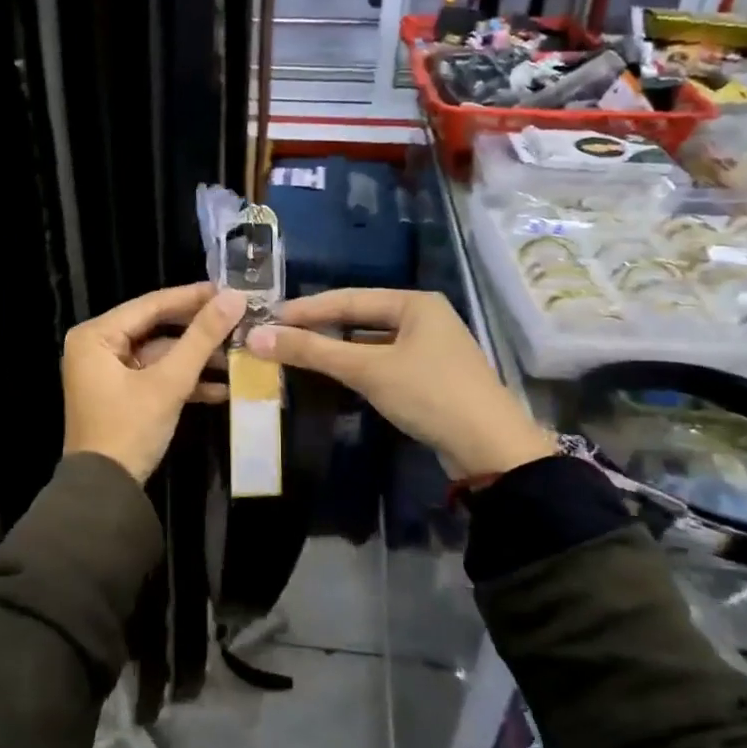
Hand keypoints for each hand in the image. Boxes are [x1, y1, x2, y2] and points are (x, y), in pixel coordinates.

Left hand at [62, 283, 246, 484]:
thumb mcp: (168, 382)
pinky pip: (156, 376)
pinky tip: (223, 387)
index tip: (230, 291)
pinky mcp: (122, 394)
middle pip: (157, 328)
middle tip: (239, 320)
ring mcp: (108, 372)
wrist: (105, 493)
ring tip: (239, 356)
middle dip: (199, 331)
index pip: (151, 305)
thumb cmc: (129, 429)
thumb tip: (234, 297)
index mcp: (96, 336)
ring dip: (197, 359)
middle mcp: (97, 347)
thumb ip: (201, 338)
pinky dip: (185, 381)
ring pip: (160, 354)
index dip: (193, 297)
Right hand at [245, 288, 552, 478]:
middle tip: (278, 335)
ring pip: (371, 342)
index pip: (348, 298)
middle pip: (360, 318)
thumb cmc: (429, 394)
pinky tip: (335, 374)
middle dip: (319, 327)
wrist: (490, 449)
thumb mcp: (367, 370)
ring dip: (336, 348)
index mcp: (414, 303)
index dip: (306, 309)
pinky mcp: (430, 376)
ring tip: (298, 353)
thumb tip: (256, 337)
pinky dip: (356, 366)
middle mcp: (424, 317)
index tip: (268, 318)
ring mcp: (430, 348)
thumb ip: (313, 352)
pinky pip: (383, 362)